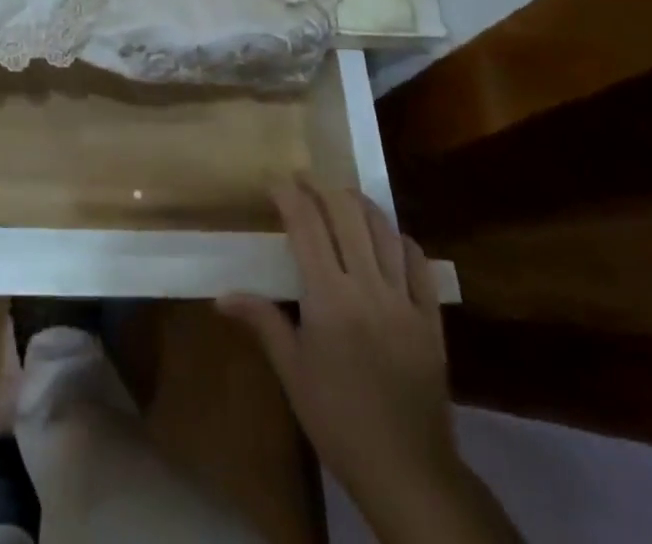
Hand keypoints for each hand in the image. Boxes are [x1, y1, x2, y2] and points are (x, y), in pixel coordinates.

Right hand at [219, 179, 461, 519]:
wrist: (408, 472)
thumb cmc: (338, 420)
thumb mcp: (292, 372)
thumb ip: (262, 321)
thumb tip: (221, 296)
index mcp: (329, 298)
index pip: (307, 225)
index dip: (290, 196)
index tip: (275, 182)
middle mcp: (368, 287)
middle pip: (347, 215)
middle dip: (323, 188)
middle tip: (304, 180)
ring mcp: (405, 300)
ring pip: (384, 231)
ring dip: (360, 205)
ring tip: (342, 195)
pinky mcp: (431, 319)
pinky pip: (419, 264)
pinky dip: (401, 239)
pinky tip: (388, 236)